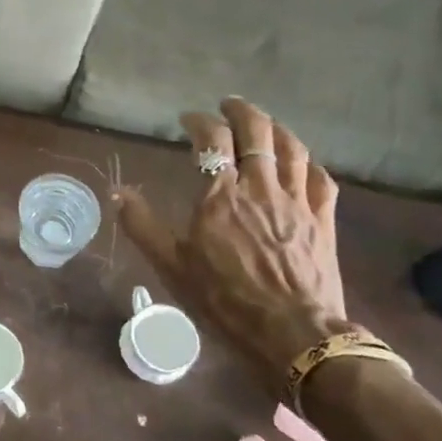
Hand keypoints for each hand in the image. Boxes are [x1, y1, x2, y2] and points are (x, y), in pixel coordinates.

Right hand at [118, 98, 347, 394]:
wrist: (293, 334)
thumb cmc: (225, 299)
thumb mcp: (172, 265)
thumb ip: (142, 224)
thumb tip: (117, 192)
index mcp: (222, 193)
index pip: (212, 138)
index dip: (199, 121)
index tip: (187, 119)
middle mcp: (262, 186)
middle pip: (258, 131)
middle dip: (241, 112)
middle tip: (227, 106)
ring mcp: (298, 201)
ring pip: (292, 148)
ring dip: (275, 128)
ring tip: (262, 124)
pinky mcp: (323, 220)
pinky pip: (320, 178)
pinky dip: (307, 162)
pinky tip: (301, 163)